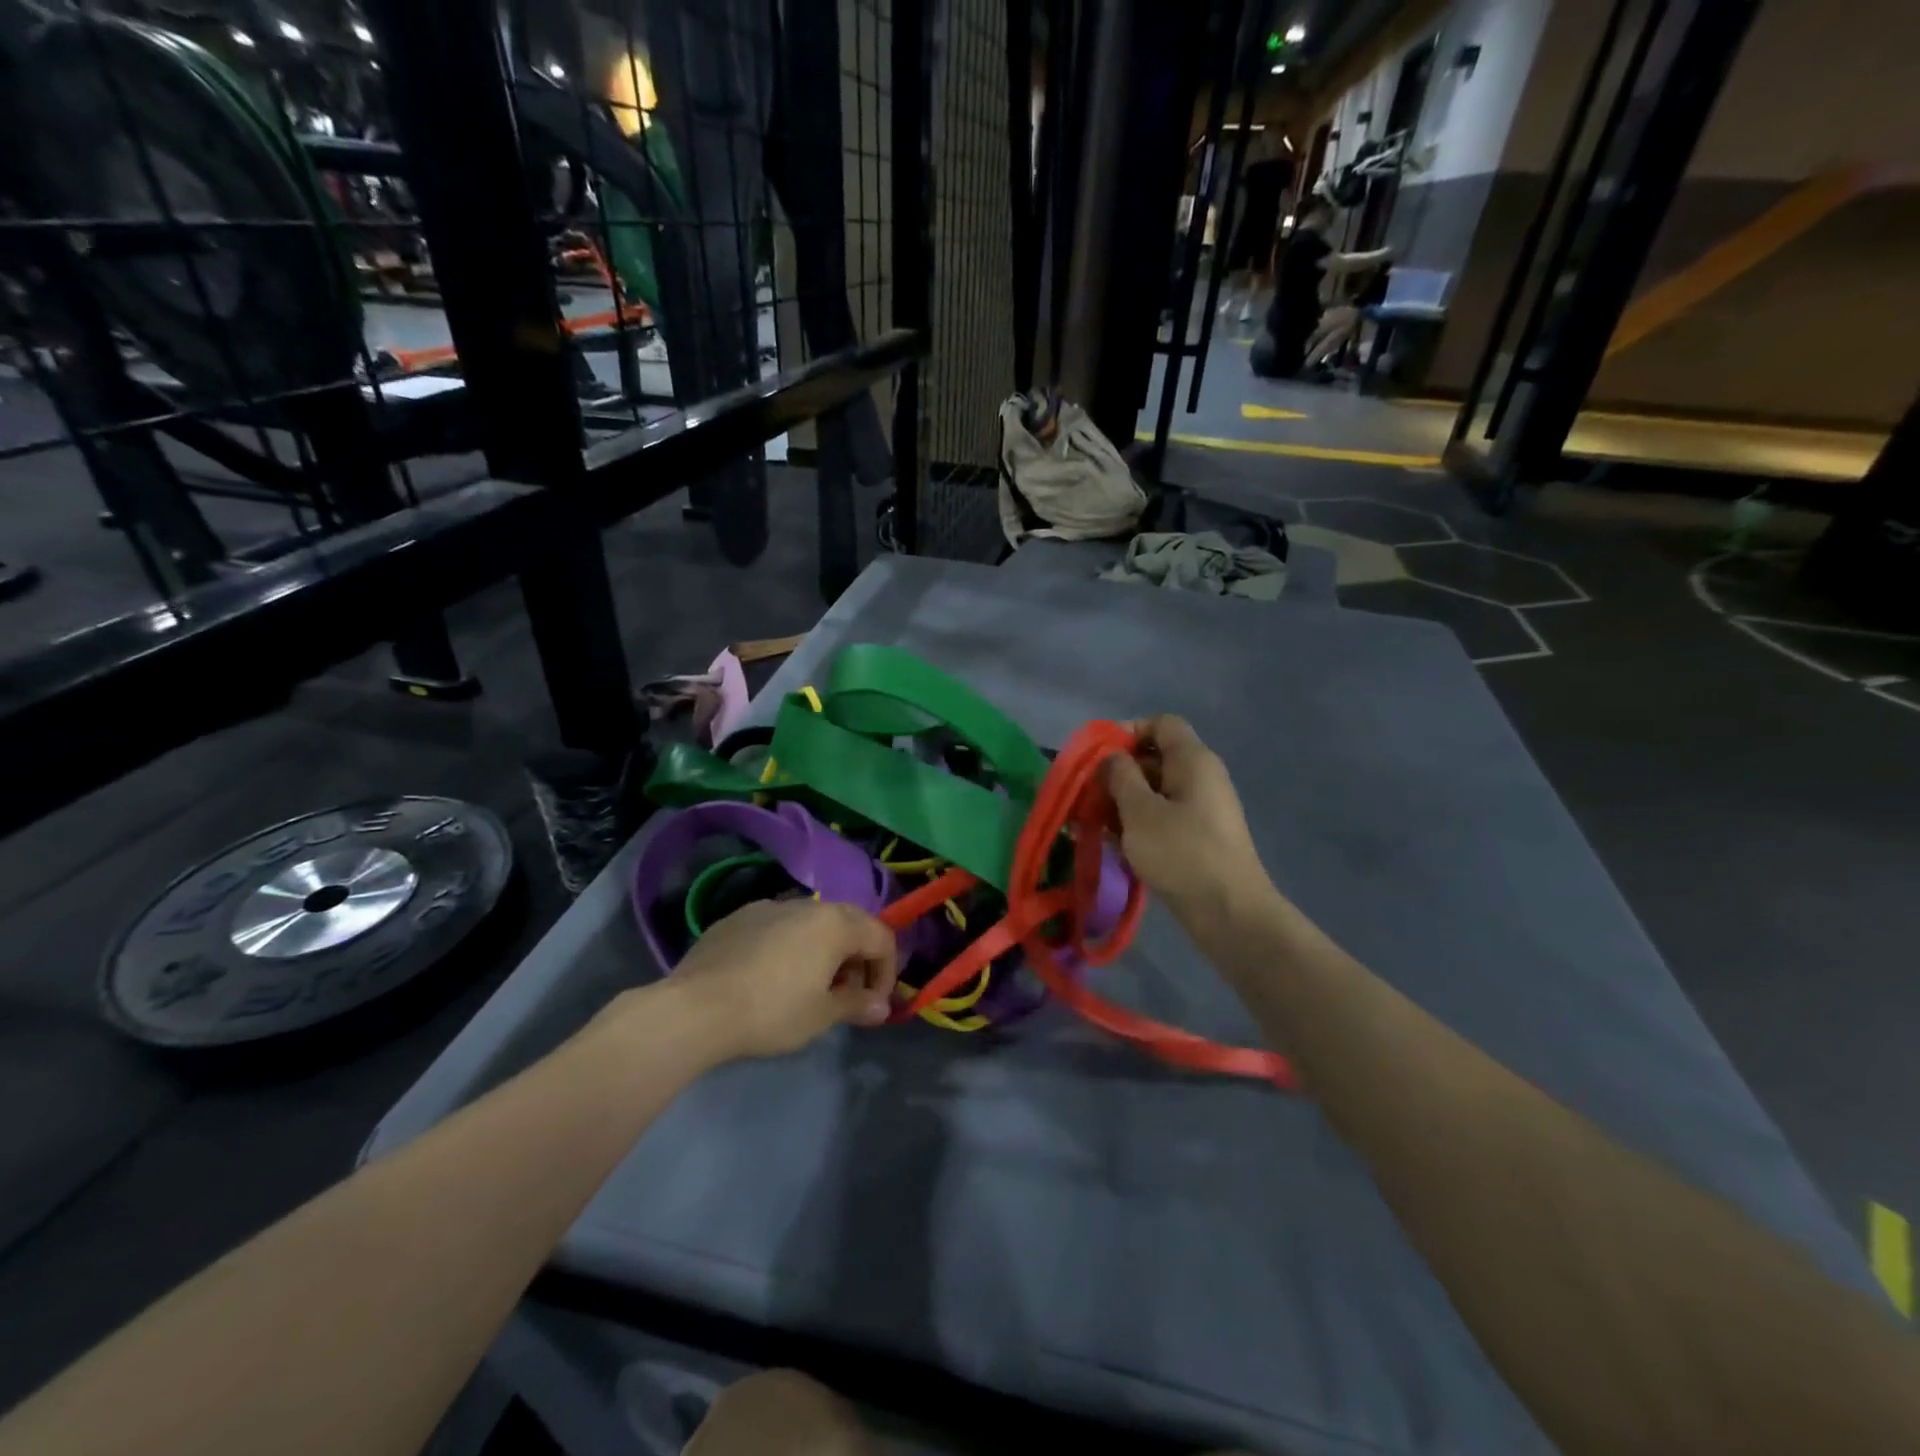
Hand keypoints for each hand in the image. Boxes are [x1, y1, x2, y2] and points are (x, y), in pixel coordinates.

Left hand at [665, 899, 899, 1061]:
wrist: (695, 1007)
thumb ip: (857, 1004)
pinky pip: (778, 927)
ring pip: (812, 923)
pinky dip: (789, 947)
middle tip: (846, 996)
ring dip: (823, 951)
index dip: (887, 972)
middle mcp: (807, 904)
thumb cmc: (771, 1011)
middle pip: (849, 924)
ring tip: (809, 988)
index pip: (882, 938)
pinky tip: (770, 977)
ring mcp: (769, 906)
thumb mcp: (821, 1016)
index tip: (873, 1005)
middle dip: (857, 959)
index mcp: (836, 922)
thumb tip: (881, 1006)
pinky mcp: (738, 917)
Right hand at [1103, 716, 1269, 924]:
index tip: (1098, 757)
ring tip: (1092, 823)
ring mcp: (1202, 809)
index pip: (1161, 723)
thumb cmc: (1181, 853)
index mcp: (1193, 760)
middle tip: (1087, 795)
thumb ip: (1120, 776)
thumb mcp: (1139, 811)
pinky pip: (1163, 816)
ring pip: (1155, 791)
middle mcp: (1201, 777)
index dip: (1127, 731)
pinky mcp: (1198, 837)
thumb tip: (1111, 757)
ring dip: (1123, 802)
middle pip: (1155, 757)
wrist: (1229, 913)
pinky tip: (1114, 844)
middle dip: (1118, 773)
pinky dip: (1138, 823)